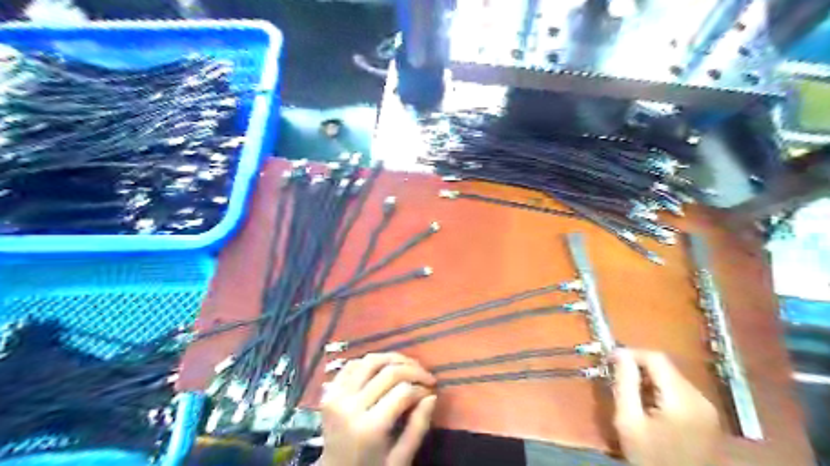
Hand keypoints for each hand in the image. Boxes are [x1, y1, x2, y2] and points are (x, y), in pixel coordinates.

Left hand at [319, 354, 436, 465]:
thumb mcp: (400, 459)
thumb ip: (418, 427)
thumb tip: (432, 396)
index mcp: (369, 428)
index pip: (403, 391)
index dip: (421, 387)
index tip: (431, 391)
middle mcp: (350, 406)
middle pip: (388, 372)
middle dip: (413, 369)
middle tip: (426, 376)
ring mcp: (336, 396)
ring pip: (370, 360)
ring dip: (394, 358)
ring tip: (409, 365)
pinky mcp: (329, 391)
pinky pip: (352, 364)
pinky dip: (370, 361)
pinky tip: (384, 367)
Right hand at [611, 350, 724, 465]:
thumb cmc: (650, 458)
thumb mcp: (628, 422)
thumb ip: (625, 385)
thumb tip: (619, 354)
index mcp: (682, 399)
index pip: (656, 358)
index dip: (631, 353)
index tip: (610, 360)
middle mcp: (700, 398)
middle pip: (666, 367)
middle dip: (639, 368)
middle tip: (617, 377)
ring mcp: (707, 409)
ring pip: (673, 378)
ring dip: (650, 380)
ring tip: (631, 393)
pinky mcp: (708, 418)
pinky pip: (680, 392)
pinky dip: (662, 391)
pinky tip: (649, 406)